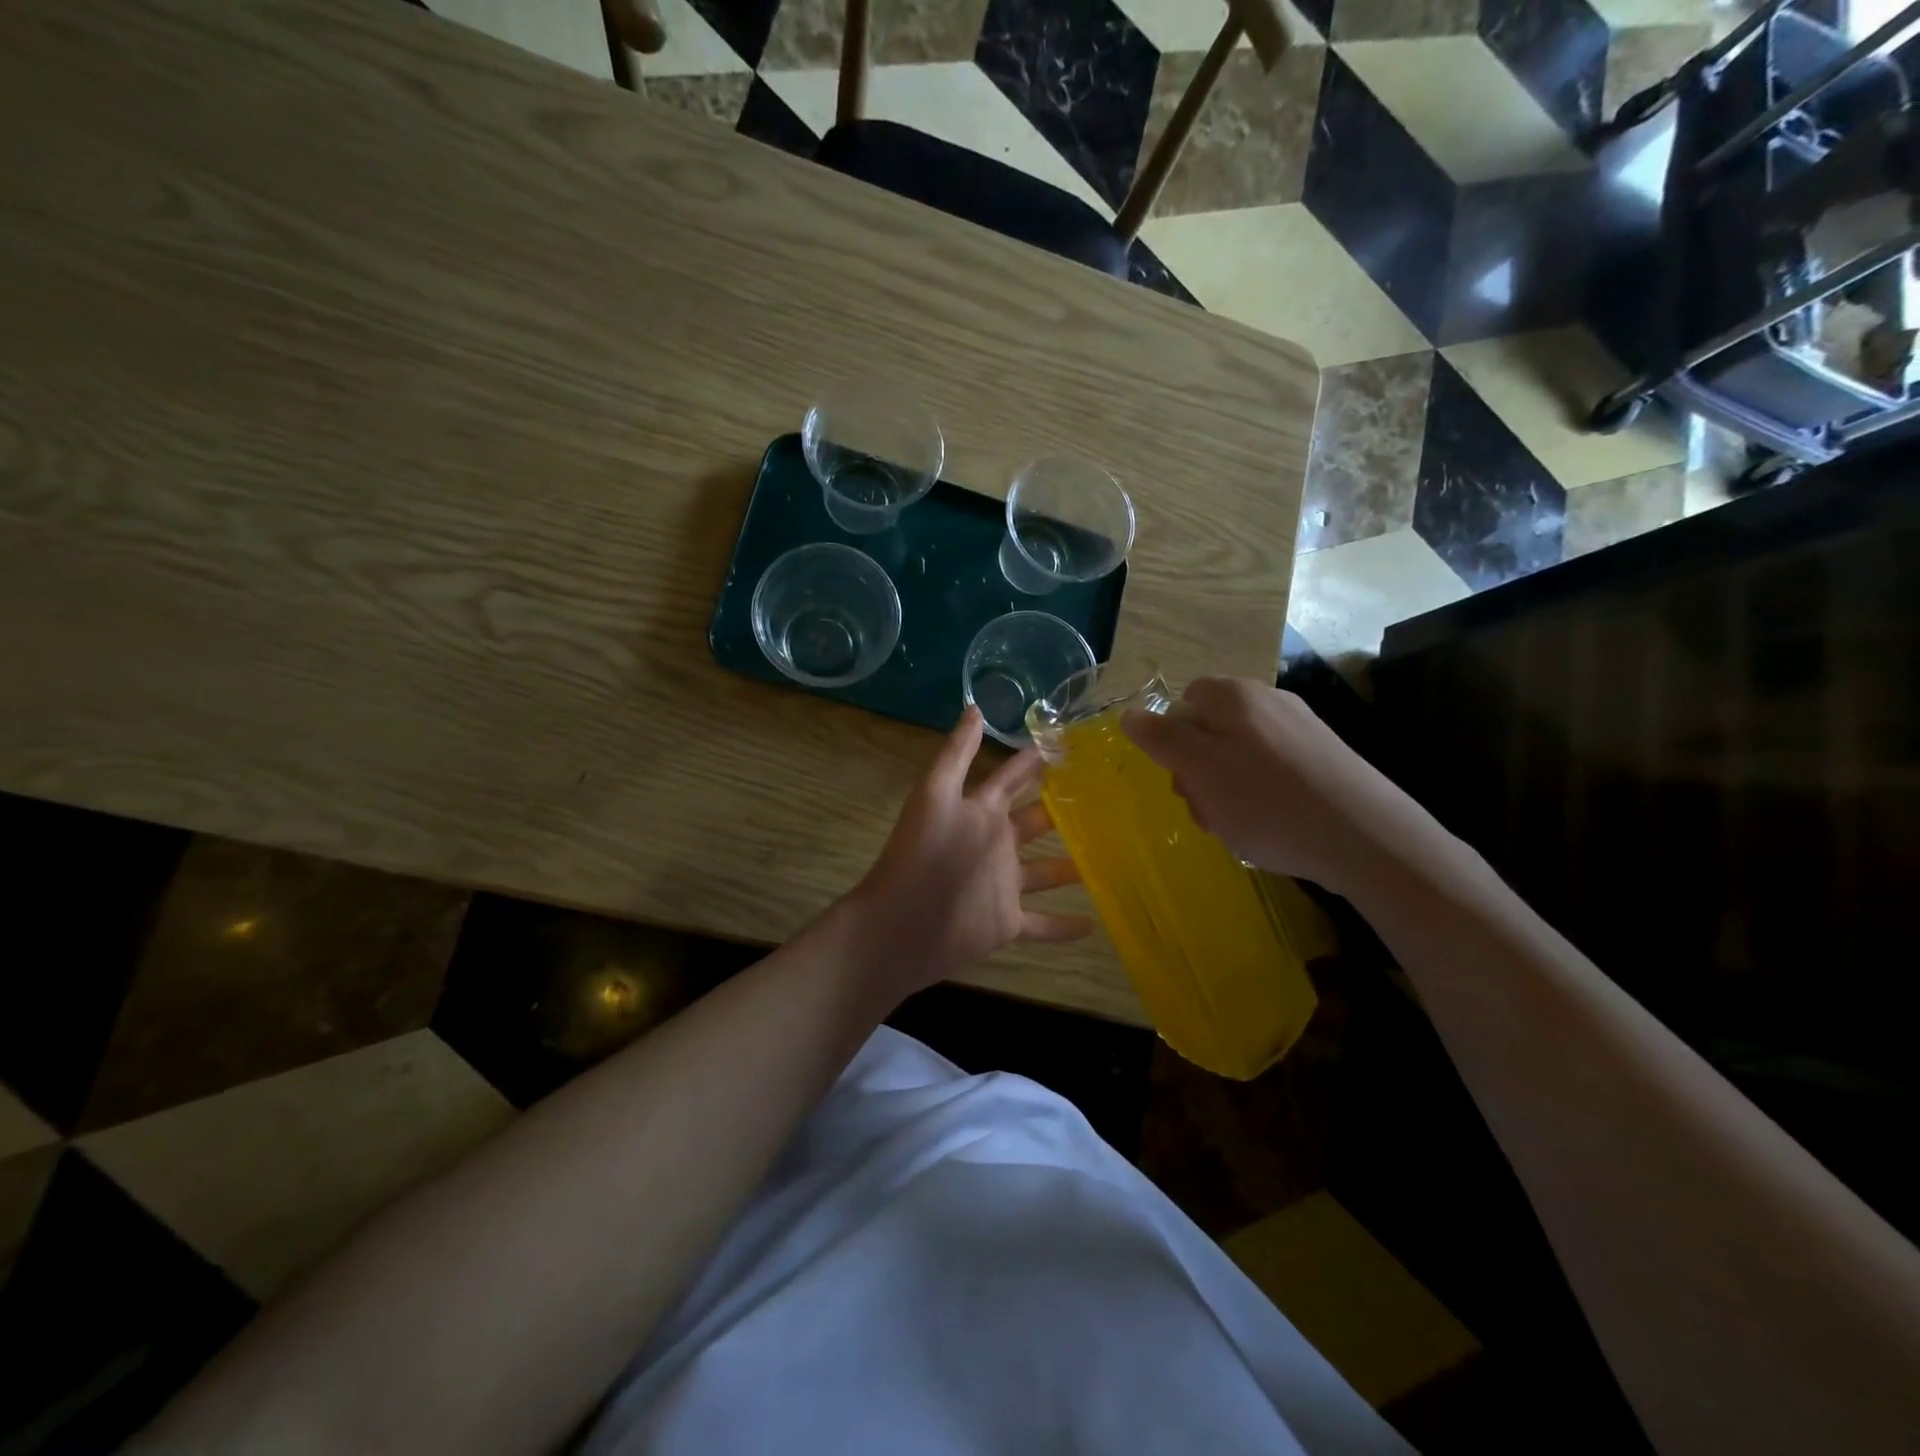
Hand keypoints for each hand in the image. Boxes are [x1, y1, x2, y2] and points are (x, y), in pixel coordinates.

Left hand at [846, 708, 1092, 1000]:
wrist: (902, 924)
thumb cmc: (922, 854)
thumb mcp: (936, 794)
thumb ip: (957, 754)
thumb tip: (975, 707)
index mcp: (981, 812)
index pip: (1012, 779)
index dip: (1034, 761)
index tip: (1069, 743)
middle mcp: (995, 844)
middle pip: (1035, 822)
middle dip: (1062, 809)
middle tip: (1105, 797)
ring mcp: (1003, 885)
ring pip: (1045, 872)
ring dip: (1072, 866)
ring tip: (1111, 855)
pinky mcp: (1007, 922)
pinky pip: (1043, 925)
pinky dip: (1065, 926)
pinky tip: (1096, 923)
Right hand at [1121, 677, 1417, 897]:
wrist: (1366, 837)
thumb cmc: (1267, 802)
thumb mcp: (1200, 770)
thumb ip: (1161, 739)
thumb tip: (1130, 713)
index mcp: (1233, 696)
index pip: (1182, 703)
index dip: (1172, 741)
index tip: (1181, 778)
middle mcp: (1268, 700)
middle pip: (1210, 730)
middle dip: (1198, 771)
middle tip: (1207, 810)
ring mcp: (1301, 727)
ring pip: (1240, 755)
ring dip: (1227, 789)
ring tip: (1240, 826)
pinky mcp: (1324, 757)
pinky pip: (1273, 770)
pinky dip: (1262, 795)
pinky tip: (1272, 825)